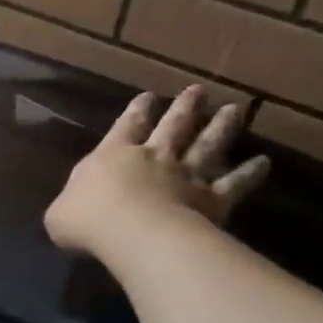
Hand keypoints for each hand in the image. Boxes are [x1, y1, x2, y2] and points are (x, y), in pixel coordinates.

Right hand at [44, 86, 269, 259]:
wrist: (131, 231)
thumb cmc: (86, 219)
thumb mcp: (59, 214)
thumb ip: (69, 207)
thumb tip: (70, 211)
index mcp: (113, 154)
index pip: (125, 126)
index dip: (136, 111)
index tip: (148, 96)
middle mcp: (153, 157)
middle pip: (172, 127)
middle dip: (184, 108)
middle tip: (198, 91)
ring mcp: (186, 175)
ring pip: (206, 146)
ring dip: (219, 128)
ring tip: (232, 110)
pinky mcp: (212, 199)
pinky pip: (234, 184)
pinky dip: (249, 173)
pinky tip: (263, 162)